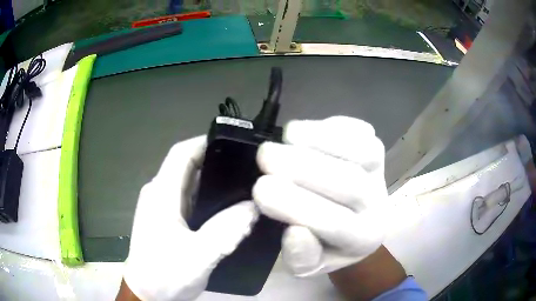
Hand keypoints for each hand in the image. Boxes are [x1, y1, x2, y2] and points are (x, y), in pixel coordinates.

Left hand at [123, 136, 258, 300]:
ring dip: (215, 184)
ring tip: (244, 187)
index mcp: (161, 194)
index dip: (205, 143)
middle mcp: (160, 195)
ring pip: (191, 185)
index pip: (181, 153)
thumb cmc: (164, 274)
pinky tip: (228, 210)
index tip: (234, 144)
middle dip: (217, 164)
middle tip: (248, 169)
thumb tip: (254, 208)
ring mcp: (163, 209)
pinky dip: (210, 201)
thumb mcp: (198, 255)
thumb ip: (226, 230)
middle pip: (188, 167)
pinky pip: (191, 202)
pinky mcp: (168, 221)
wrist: (147, 295)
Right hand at [253, 116, 387, 275]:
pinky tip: (305, 131)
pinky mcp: (376, 151)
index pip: (335, 224)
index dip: (296, 206)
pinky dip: (333, 126)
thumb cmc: (325, 247)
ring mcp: (381, 174)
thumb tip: (295, 231)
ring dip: (320, 139)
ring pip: (362, 152)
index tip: (260, 189)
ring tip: (286, 136)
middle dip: (303, 167)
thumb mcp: (307, 265)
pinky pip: (362, 132)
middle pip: (349, 183)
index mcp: (364, 239)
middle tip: (264, 155)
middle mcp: (380, 206)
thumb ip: (302, 256)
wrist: (349, 226)